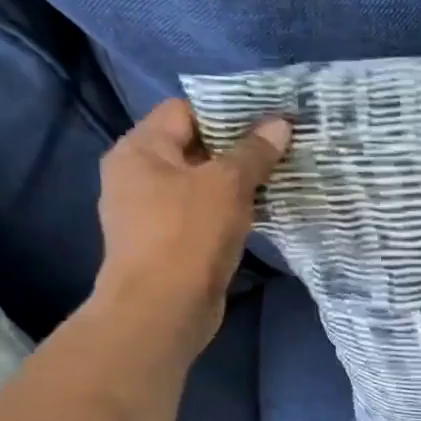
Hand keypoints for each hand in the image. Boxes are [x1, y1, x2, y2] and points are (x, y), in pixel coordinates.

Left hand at [91, 98, 290, 355]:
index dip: (227, 110)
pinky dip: (229, 209)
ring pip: (201, 183)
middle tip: (282, 145)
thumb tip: (280, 123)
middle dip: (238, 146)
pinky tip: (262, 212)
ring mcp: (150, 211)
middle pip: (194, 146)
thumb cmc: (188, 235)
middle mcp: (137, 174)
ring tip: (280, 175)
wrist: (162, 310)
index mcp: (140, 149)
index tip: (269, 117)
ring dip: (237, 181)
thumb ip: (254, 152)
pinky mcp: (168, 242)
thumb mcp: (227, 185)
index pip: (185, 110)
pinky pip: (202, 212)